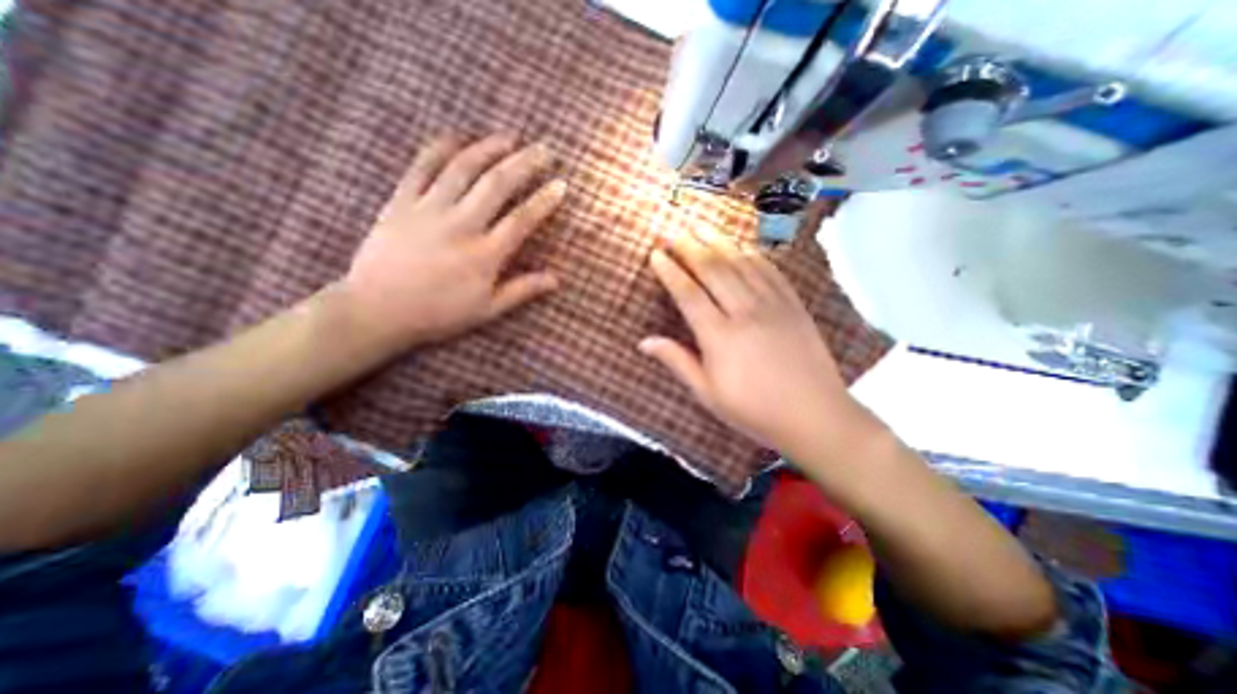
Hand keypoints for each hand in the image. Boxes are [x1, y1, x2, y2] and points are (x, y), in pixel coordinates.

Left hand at [338, 133, 565, 354]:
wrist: (377, 310)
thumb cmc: (439, 313)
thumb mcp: (487, 310)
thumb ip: (522, 291)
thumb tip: (557, 280)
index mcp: (484, 255)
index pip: (522, 220)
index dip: (544, 200)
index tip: (561, 184)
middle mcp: (460, 225)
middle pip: (497, 184)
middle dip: (525, 163)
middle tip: (544, 148)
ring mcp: (428, 210)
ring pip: (463, 168)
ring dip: (489, 148)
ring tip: (509, 138)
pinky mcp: (400, 202)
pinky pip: (421, 167)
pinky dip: (440, 147)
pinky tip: (458, 137)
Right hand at [643, 231, 861, 456]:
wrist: (813, 415)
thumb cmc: (753, 409)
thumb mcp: (707, 392)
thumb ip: (676, 361)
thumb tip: (644, 342)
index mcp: (719, 336)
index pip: (688, 293)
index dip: (670, 271)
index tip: (656, 254)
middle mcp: (744, 312)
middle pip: (713, 269)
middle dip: (690, 246)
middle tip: (673, 230)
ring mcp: (773, 305)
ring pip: (741, 263)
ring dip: (718, 241)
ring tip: (701, 225)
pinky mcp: (793, 305)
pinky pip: (770, 271)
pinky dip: (752, 254)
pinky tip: (742, 246)